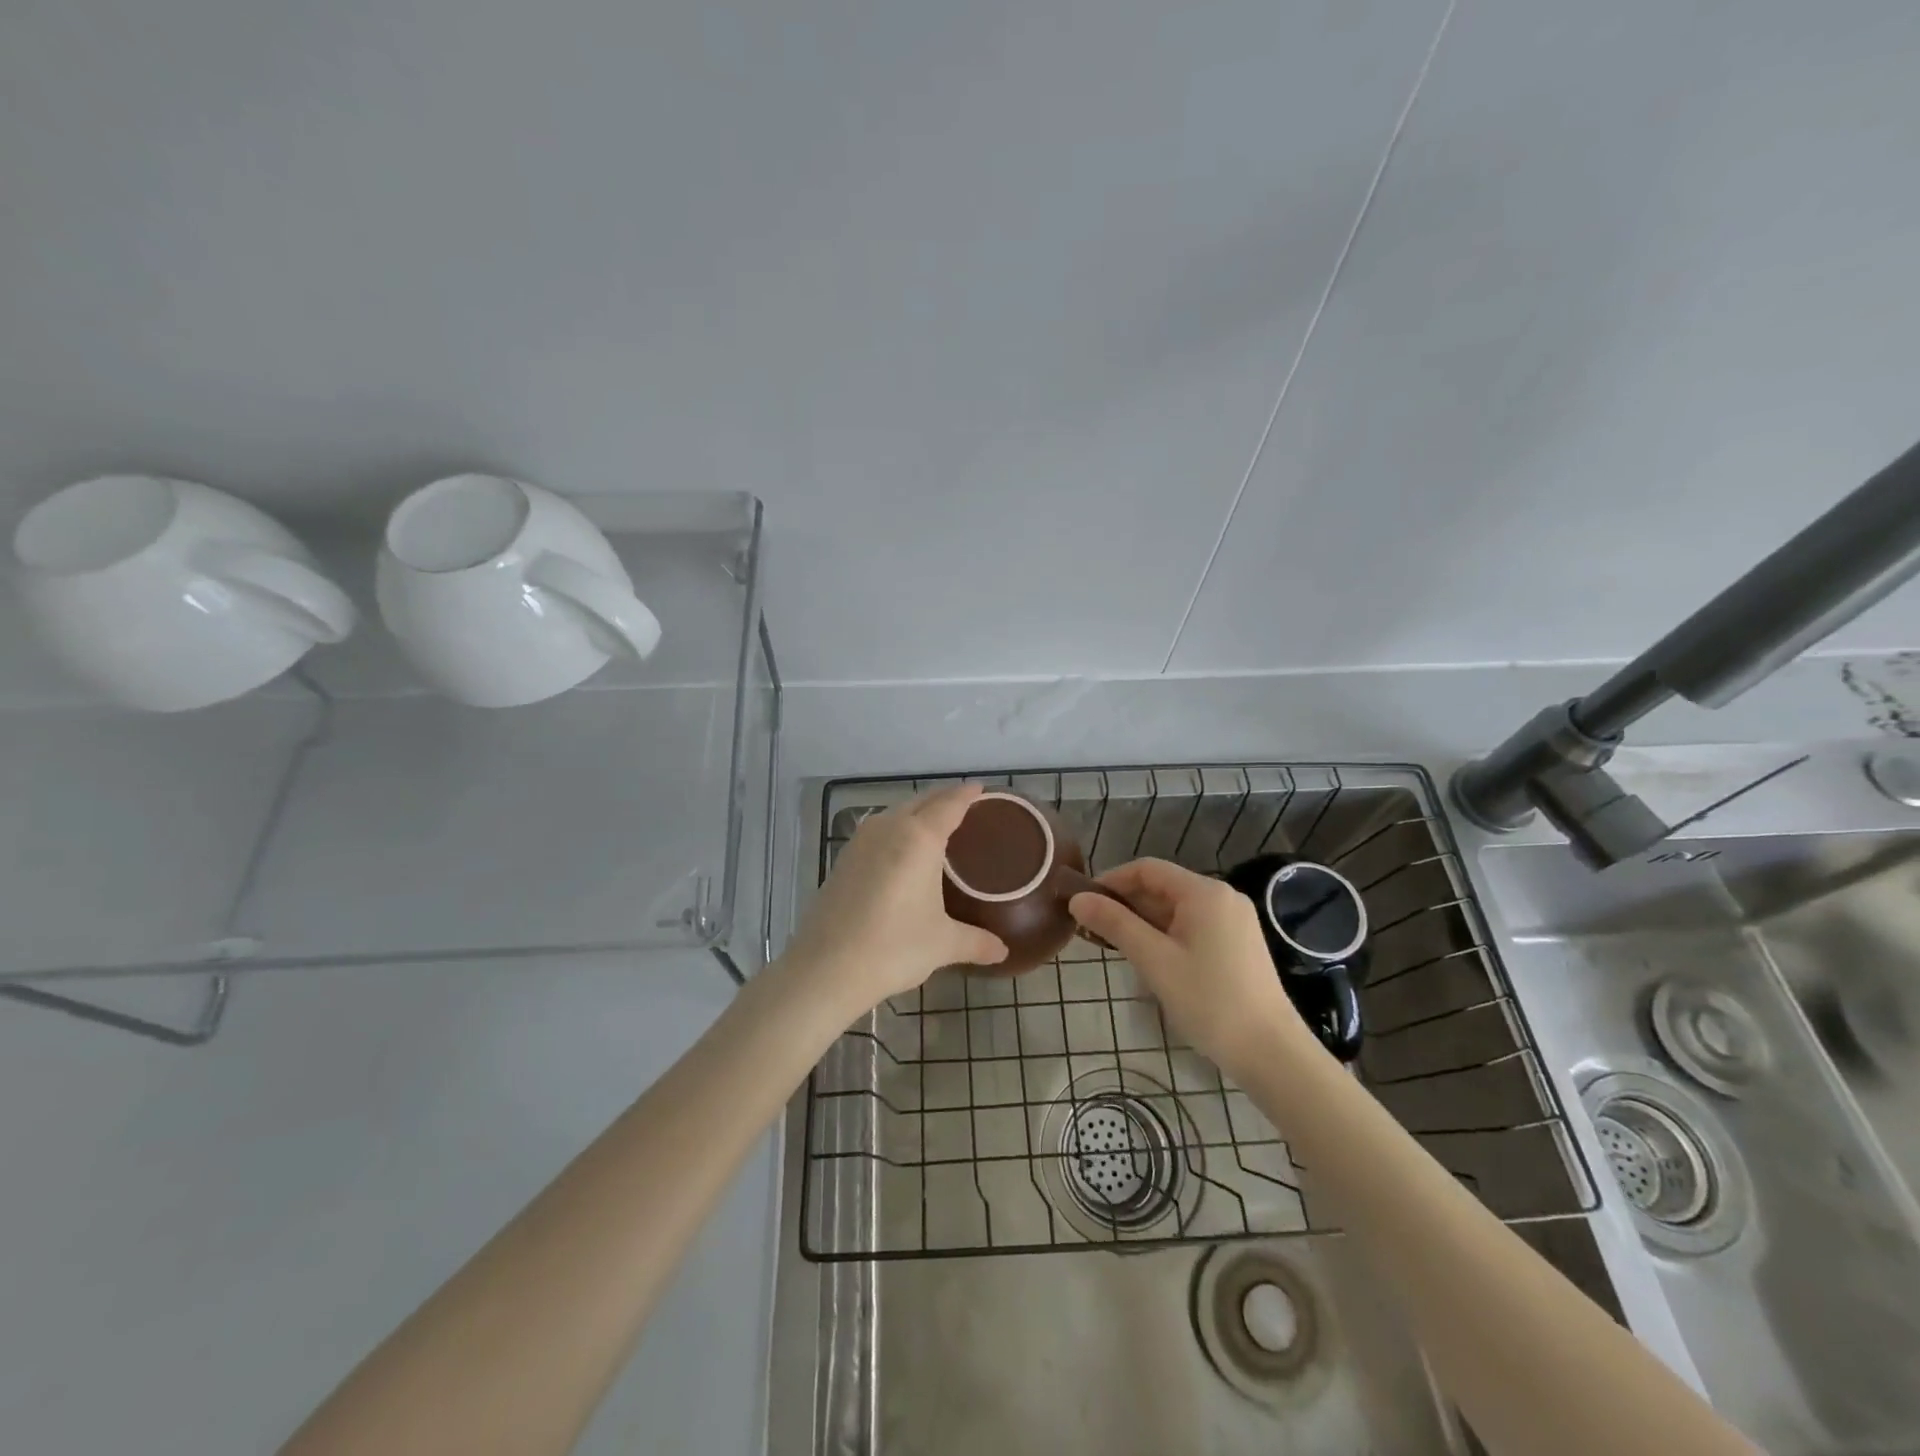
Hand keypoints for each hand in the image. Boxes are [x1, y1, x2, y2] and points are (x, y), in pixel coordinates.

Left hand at [783, 785, 1008, 1015]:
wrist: (826, 968)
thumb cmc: (894, 947)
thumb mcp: (942, 944)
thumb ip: (976, 942)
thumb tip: (1003, 952)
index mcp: (920, 838)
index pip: (949, 804)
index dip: (966, 794)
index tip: (980, 788)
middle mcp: (889, 828)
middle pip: (921, 801)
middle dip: (943, 798)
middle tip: (964, 805)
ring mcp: (861, 842)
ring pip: (895, 813)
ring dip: (916, 812)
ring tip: (934, 825)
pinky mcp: (843, 859)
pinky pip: (877, 831)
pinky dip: (895, 830)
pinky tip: (900, 851)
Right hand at [1068, 858, 1313, 1081]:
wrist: (1271, 1052)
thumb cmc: (1209, 1000)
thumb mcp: (1154, 960)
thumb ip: (1114, 924)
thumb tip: (1077, 899)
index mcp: (1204, 892)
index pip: (1147, 869)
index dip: (1111, 880)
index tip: (1083, 902)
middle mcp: (1222, 897)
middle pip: (1163, 887)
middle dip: (1126, 903)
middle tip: (1092, 928)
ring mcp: (1234, 921)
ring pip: (1177, 909)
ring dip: (1144, 921)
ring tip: (1114, 945)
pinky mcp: (1239, 944)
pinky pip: (1193, 926)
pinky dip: (1166, 934)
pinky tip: (1149, 958)